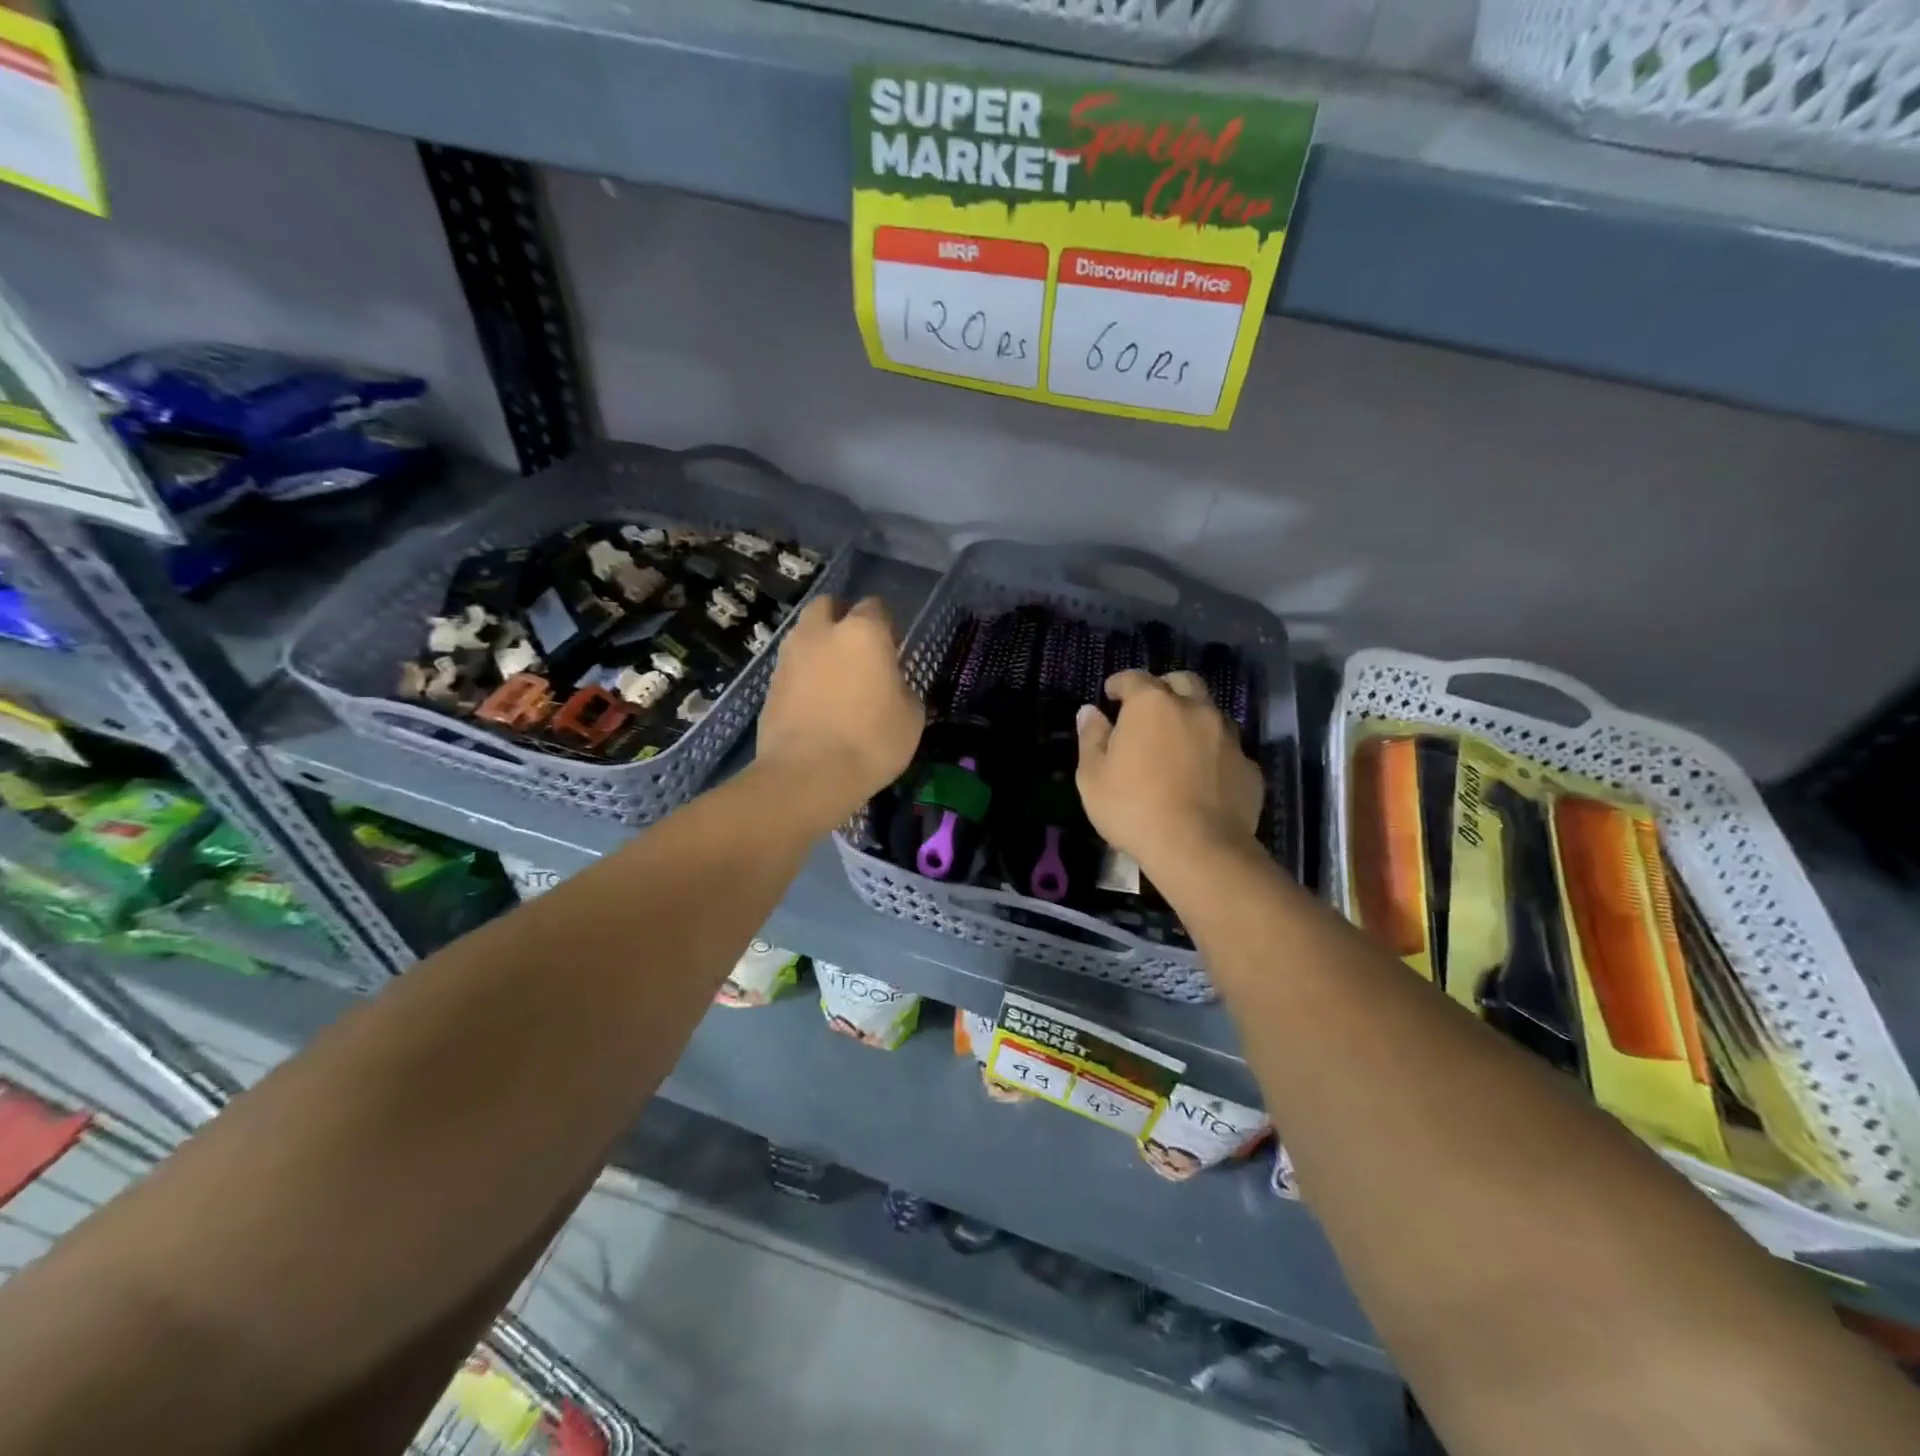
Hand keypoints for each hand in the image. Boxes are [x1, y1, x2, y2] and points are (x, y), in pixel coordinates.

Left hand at [756, 596, 924, 832]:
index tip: (893, 649)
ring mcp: (789, 657)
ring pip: (805, 635)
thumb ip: (901, 687)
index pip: (875, 606)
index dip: (885, 625)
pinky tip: (816, 703)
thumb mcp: (911, 716)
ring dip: (819, 646)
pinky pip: (792, 667)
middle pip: (829, 607)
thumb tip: (890, 683)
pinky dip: (804, 676)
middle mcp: (821, 633)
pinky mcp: (769, 685)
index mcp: (862, 632)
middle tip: (857, 652)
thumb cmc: (871, 741)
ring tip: (835, 679)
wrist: (807, 776)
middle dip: (842, 619)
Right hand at [1075, 670, 1262, 877]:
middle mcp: (1195, 709)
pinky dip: (1214, 754)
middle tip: (1151, 709)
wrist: (1198, 849)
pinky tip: (1203, 777)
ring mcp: (1228, 737)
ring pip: (1211, 713)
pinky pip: (1228, 750)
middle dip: (1166, 688)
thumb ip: (1091, 738)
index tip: (1110, 694)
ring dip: (1194, 719)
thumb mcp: (1092, 777)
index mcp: (1152, 705)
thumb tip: (1089, 712)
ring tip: (1180, 743)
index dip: (1120, 684)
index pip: (1134, 678)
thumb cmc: (1133, 808)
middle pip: (1183, 682)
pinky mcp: (1249, 767)